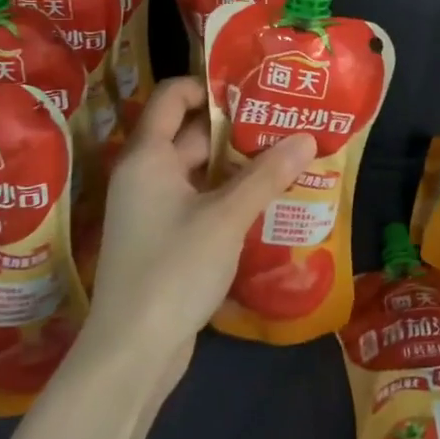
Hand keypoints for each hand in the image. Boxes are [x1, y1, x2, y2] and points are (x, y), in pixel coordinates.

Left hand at [83, 77, 315, 376]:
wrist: (132, 352)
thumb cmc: (173, 270)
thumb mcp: (226, 217)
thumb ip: (266, 175)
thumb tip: (307, 136)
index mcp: (148, 157)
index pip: (172, 97)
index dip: (208, 85)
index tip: (253, 88)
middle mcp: (145, 176)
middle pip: (190, 134)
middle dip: (236, 127)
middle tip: (284, 122)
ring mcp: (152, 210)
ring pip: (199, 171)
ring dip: (237, 164)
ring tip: (286, 157)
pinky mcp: (164, 239)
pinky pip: (198, 201)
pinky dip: (228, 196)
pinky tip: (265, 201)